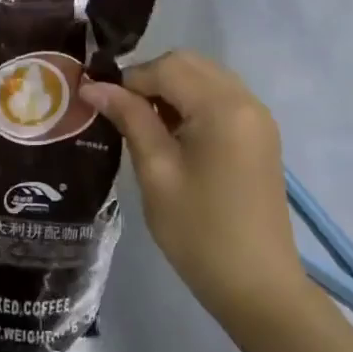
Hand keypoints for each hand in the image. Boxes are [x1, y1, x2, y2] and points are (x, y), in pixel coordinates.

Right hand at [79, 52, 303, 330]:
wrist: (258, 287)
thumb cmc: (199, 231)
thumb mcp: (156, 172)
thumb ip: (129, 118)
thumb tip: (93, 86)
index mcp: (222, 107)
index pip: (166, 67)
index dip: (129, 80)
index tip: (102, 106)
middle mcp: (245, 100)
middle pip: (188, 64)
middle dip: (151, 78)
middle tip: (124, 114)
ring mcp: (257, 117)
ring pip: (204, 77)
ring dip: (171, 89)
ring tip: (146, 126)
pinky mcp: (260, 135)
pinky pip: (220, 97)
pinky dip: (192, 102)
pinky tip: (175, 136)